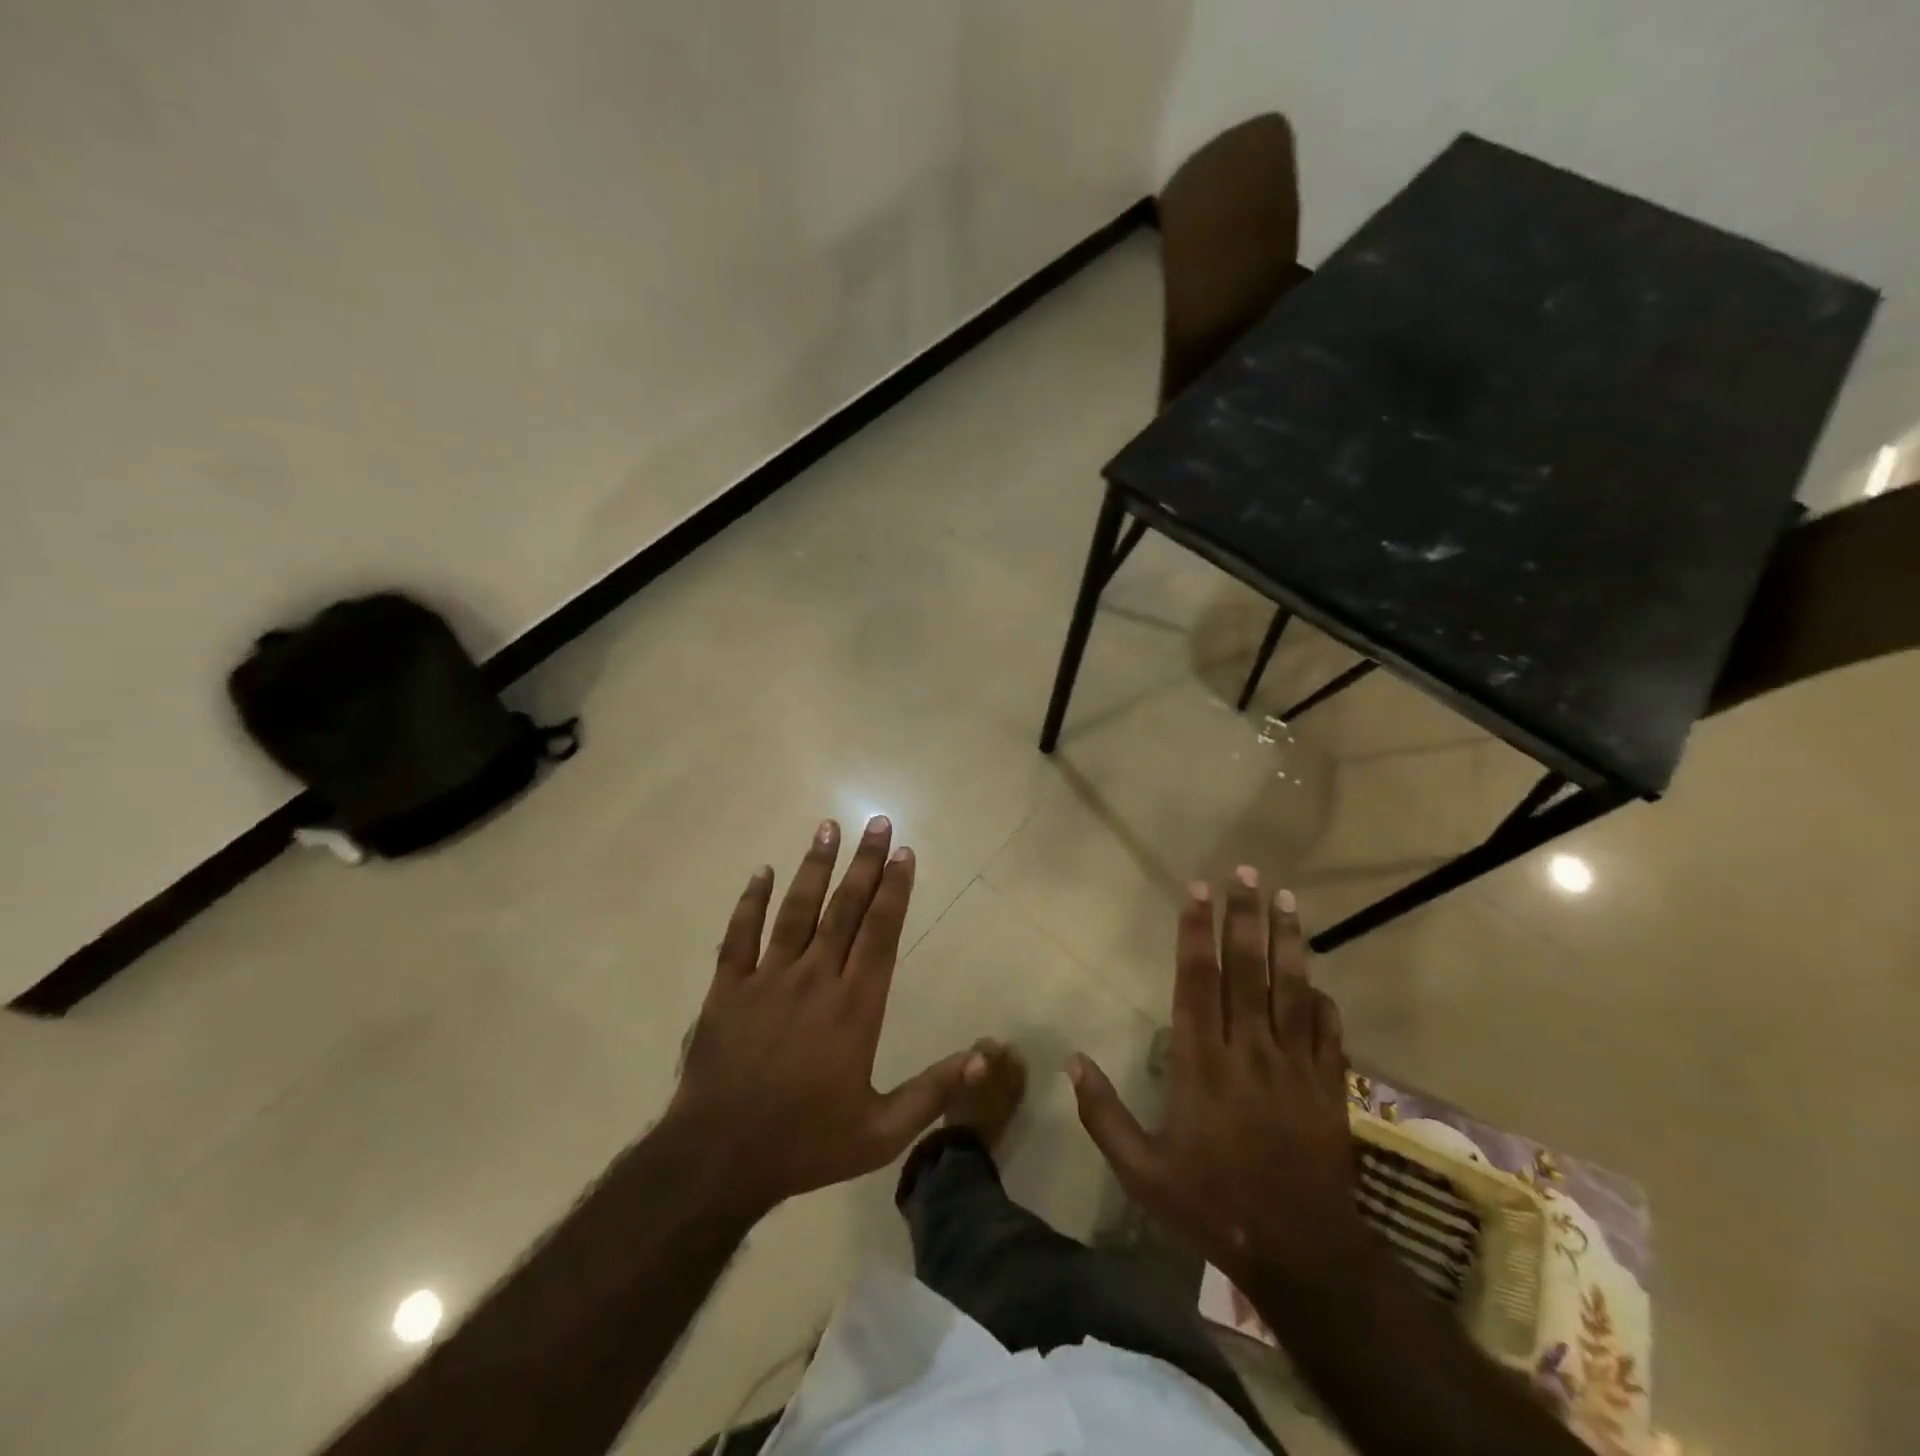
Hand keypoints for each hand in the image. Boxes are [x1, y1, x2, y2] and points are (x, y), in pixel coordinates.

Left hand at [665, 816, 974, 1218]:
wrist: (718, 1160)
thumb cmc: (805, 1145)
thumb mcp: (881, 1133)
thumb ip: (934, 1092)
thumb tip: (986, 1057)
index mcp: (854, 1008)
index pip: (880, 934)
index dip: (895, 890)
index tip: (905, 853)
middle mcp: (815, 980)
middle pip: (844, 909)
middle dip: (865, 864)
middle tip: (878, 823)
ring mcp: (767, 980)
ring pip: (796, 910)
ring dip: (815, 867)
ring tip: (829, 827)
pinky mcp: (728, 990)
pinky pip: (740, 935)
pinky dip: (750, 901)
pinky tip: (762, 871)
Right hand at [1068, 868, 1363, 1285]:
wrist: (1301, 1253)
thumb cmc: (1212, 1205)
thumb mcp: (1142, 1171)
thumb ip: (1103, 1114)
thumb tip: (1072, 1062)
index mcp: (1201, 1063)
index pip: (1197, 980)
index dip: (1196, 932)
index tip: (1198, 890)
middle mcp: (1248, 1050)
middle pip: (1247, 969)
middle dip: (1243, 917)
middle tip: (1245, 873)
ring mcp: (1295, 1066)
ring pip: (1291, 988)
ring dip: (1287, 940)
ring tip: (1285, 898)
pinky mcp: (1329, 1086)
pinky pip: (1327, 1030)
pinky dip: (1321, 999)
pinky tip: (1316, 976)